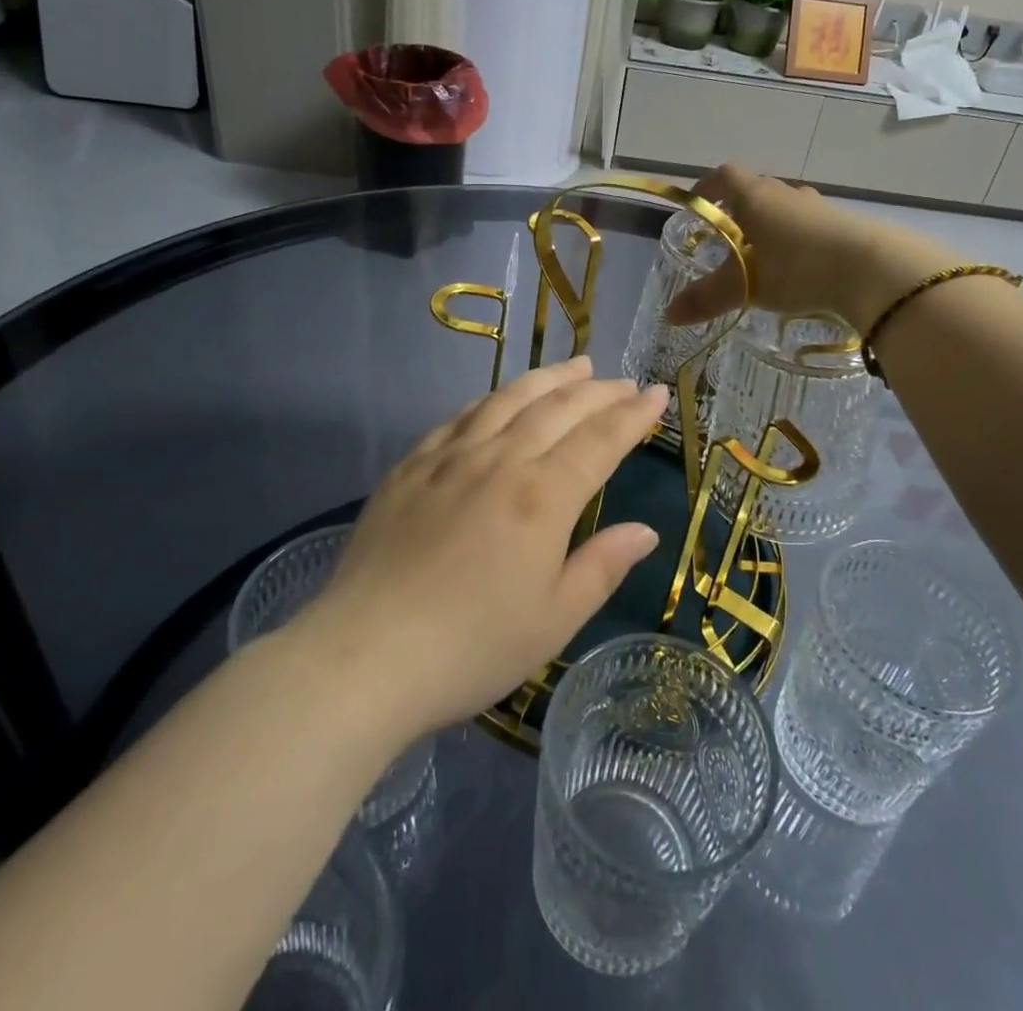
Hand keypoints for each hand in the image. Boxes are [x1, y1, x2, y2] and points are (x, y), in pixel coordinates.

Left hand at [313, 356, 666, 736]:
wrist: (365, 656)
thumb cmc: (471, 647)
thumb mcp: (554, 620)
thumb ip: (602, 566)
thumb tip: (645, 531)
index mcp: (542, 497)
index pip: (600, 440)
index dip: (633, 414)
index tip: (657, 393)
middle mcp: (500, 460)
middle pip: (559, 408)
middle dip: (599, 390)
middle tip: (624, 381)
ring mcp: (450, 457)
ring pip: (510, 399)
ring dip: (549, 378)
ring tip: (576, 366)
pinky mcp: (411, 466)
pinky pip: (462, 416)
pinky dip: (494, 398)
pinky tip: (502, 398)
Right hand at [667, 165, 963, 329]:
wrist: (873, 269)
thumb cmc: (797, 267)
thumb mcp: (745, 285)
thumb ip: (706, 298)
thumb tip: (668, 315)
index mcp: (756, 196)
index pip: (724, 176)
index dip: (707, 187)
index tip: (696, 205)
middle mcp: (786, 193)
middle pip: (754, 191)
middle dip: (736, 212)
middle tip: (725, 240)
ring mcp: (818, 207)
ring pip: (784, 209)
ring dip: (768, 227)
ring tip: (761, 258)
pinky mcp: (843, 225)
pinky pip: (808, 226)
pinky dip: (795, 241)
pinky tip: (797, 269)